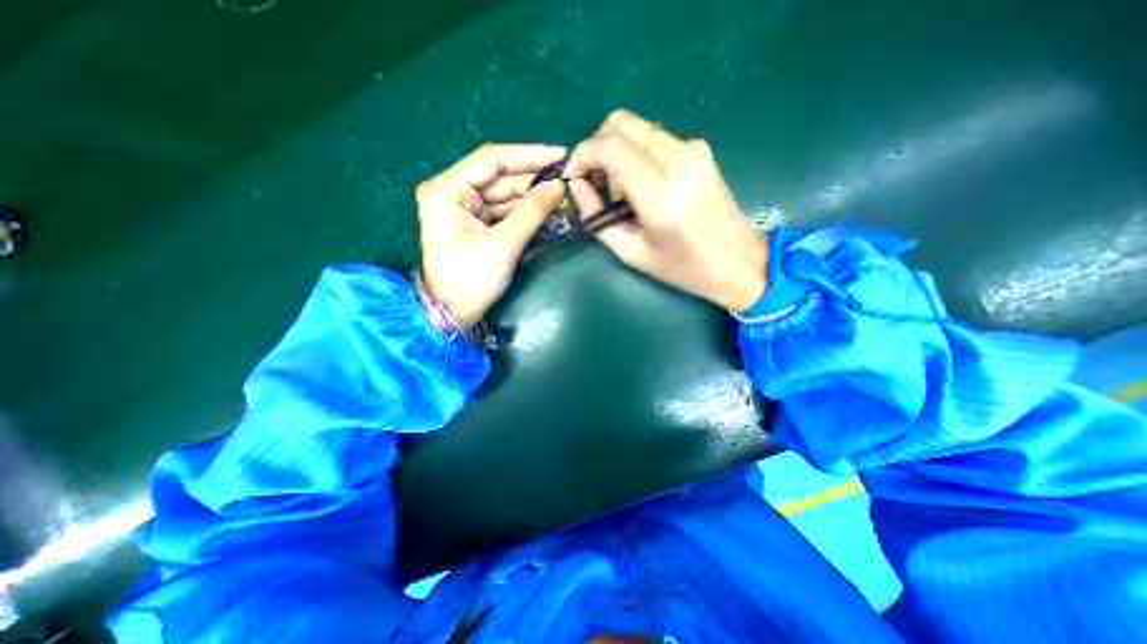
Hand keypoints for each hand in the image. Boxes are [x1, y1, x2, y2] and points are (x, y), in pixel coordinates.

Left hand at [419, 143, 568, 327]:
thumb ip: (532, 212)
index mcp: (447, 189)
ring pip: (503, 192)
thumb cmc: (471, 280)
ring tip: (562, 192)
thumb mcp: (504, 244)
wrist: (451, 312)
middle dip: (533, 177)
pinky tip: (546, 208)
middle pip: (498, 175)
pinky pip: (502, 208)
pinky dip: (523, 209)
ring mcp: (462, 206)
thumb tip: (559, 186)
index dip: (529, 155)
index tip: (561, 154)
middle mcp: (451, 190)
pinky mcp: (472, 221)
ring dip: (531, 194)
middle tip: (567, 175)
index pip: (492, 159)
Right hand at [565, 111, 769, 310]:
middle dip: (595, 147)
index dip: (582, 154)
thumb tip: (577, 186)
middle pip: (620, 123)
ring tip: (619, 190)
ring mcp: (693, 150)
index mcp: (662, 196)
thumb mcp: (632, 253)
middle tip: (593, 180)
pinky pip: (653, 137)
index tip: (574, 176)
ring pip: (636, 126)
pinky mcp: (700, 149)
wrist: (738, 261)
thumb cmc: (683, 268)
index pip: (611, 147)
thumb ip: (597, 217)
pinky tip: (640, 184)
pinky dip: (635, 153)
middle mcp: (679, 162)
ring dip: (615, 151)